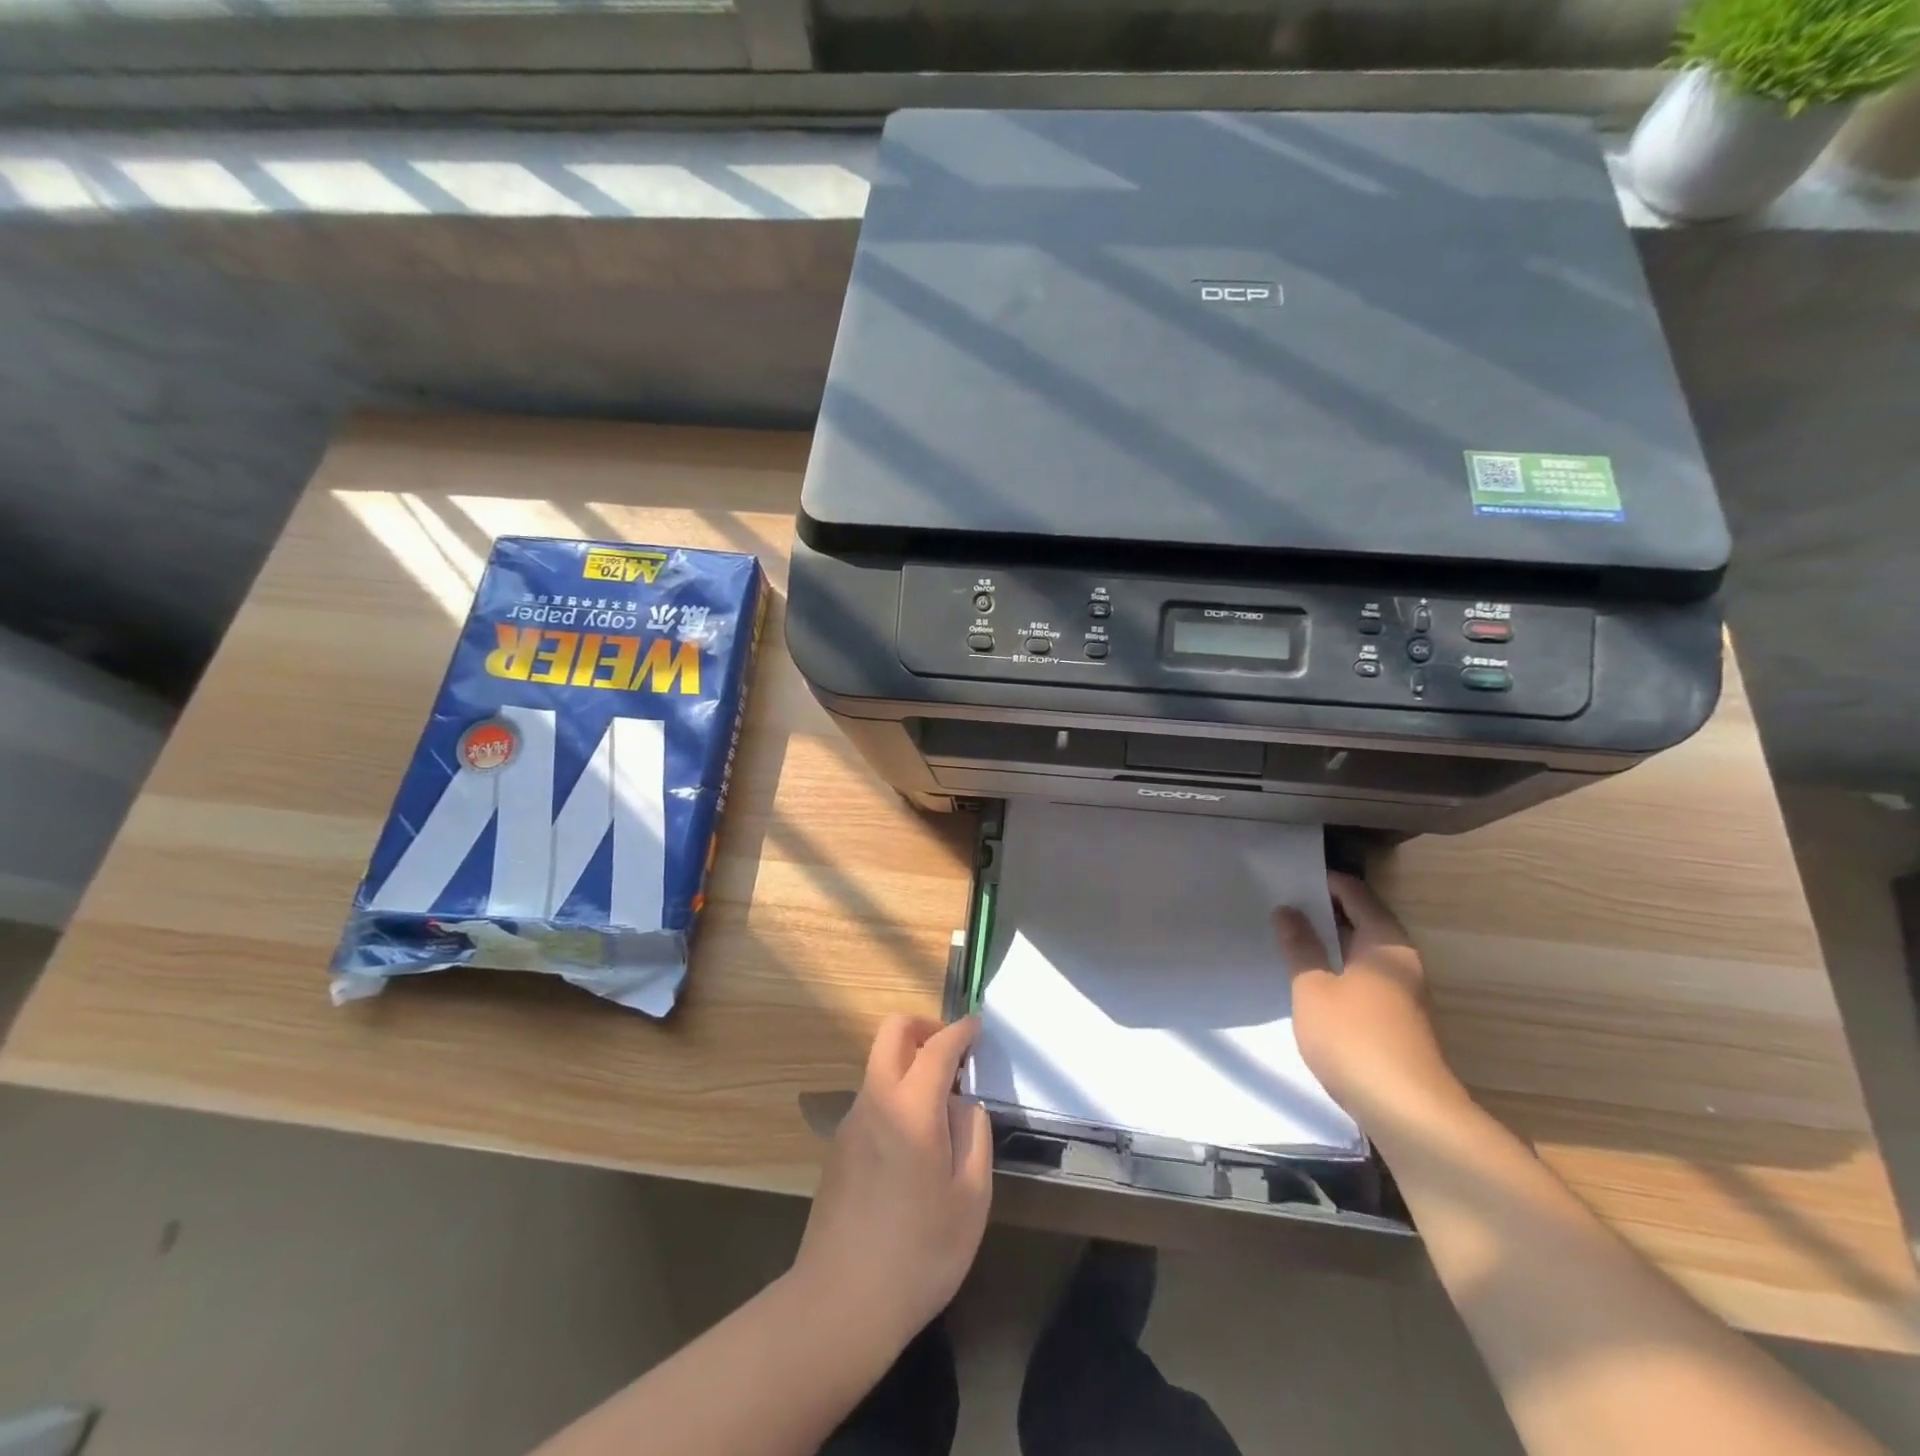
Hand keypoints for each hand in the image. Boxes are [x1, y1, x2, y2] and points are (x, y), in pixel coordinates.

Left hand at [791, 1015, 992, 1353]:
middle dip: (924, 1028)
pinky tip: (914, 1146)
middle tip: (954, 1054)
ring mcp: (850, 1123)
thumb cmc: (919, 1253)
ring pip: (880, 1066)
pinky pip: (873, 1100)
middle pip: (892, 1033)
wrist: (840, 1305)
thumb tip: (963, 1103)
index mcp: (911, 1108)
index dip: (960, 1031)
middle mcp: (875, 1101)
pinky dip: (897, 1097)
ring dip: (909, 1065)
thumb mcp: (970, 1198)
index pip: (936, 1047)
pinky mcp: (838, 1148)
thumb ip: (973, 1135)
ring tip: (942, 1109)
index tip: (977, 1027)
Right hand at [1274, 872, 1466, 1136]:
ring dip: (1327, 942)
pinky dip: (1336, 968)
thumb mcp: (1312, 988)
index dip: (1320, 881)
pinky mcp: (1396, 1019)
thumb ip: (1299, 946)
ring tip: (1286, 938)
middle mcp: (1399, 960)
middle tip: (1278, 904)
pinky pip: (1362, 976)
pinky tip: (1308, 979)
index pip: (1353, 892)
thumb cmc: (1354, 1038)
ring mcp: (1402, 991)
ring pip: (1359, 951)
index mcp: (1384, 942)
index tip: (1284, 878)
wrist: (1408, 1112)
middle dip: (1321, 911)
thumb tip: (1288, 909)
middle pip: (1359, 919)